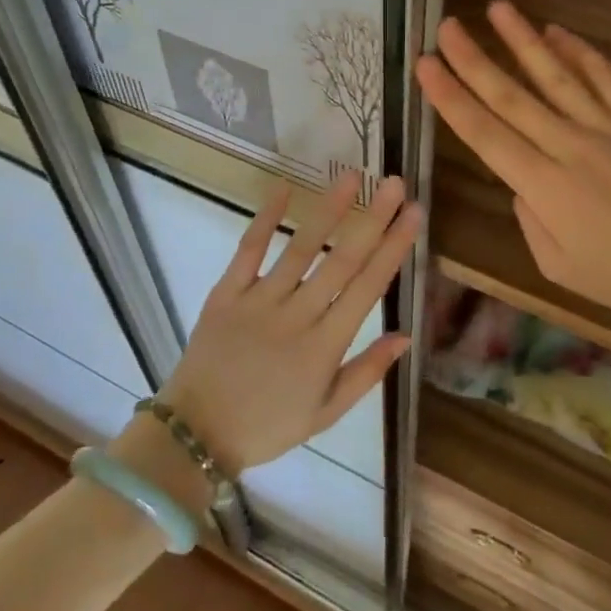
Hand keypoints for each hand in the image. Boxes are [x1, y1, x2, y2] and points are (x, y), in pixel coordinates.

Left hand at [155, 171, 419, 473]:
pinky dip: (265, 218)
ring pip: (300, 248)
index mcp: (324, 346)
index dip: (393, 248)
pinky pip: (248, 250)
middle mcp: (296, 316)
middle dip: (372, 219)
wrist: (196, 433)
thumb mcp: (326, 413)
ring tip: (350, 177)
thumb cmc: (268, 425)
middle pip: (341, 260)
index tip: (414, 215)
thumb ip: (367, 372)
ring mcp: (259, 301)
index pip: (368, 288)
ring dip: (327, 210)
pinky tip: (284, 188)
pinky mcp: (226, 293)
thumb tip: (406, 335)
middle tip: (393, 183)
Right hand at [416, 1, 610, 340]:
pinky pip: (606, 79)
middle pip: (513, 96)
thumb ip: (530, 220)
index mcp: (545, 187)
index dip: (450, 97)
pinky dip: (581, 53)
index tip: (425, 65)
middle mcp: (571, 147)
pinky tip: (559, 33)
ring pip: (557, 75)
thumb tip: (522, 184)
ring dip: (523, 40)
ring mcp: (609, 129)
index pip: (485, 133)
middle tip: (447, 26)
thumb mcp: (559, 268)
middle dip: (474, 59)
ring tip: (498, 8)